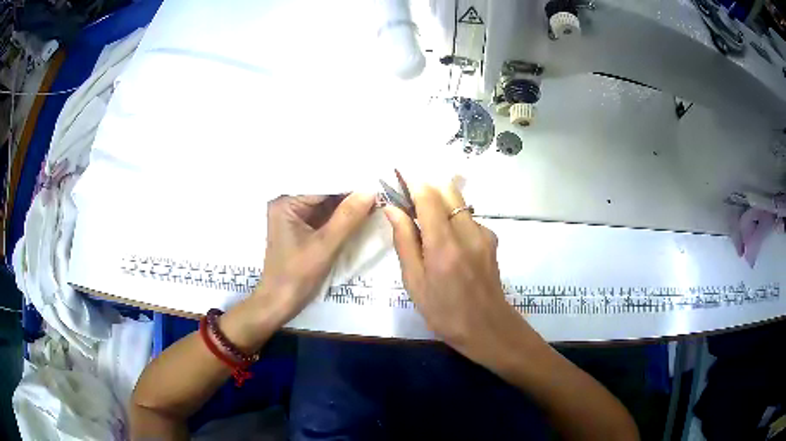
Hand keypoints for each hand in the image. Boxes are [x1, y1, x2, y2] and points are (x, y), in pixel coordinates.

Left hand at [253, 193, 375, 323]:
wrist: (279, 303)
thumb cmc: (297, 275)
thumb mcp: (325, 246)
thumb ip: (347, 217)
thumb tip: (371, 190)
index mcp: (286, 202)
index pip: (322, 183)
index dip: (349, 182)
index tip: (375, 179)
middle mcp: (287, 203)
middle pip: (323, 191)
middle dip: (349, 192)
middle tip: (379, 187)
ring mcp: (293, 215)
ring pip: (325, 204)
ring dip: (347, 203)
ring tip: (375, 196)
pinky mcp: (300, 228)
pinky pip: (323, 216)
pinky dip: (340, 215)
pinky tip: (361, 211)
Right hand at [383, 182, 536, 370]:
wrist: (488, 328)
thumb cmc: (444, 312)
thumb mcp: (415, 283)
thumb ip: (405, 242)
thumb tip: (393, 209)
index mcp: (443, 245)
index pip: (428, 196)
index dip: (412, 181)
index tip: (399, 176)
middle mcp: (467, 232)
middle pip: (448, 190)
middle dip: (427, 187)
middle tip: (409, 200)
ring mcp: (484, 234)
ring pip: (459, 202)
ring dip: (440, 202)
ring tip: (426, 223)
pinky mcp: (492, 239)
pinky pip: (468, 218)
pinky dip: (453, 218)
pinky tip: (448, 241)